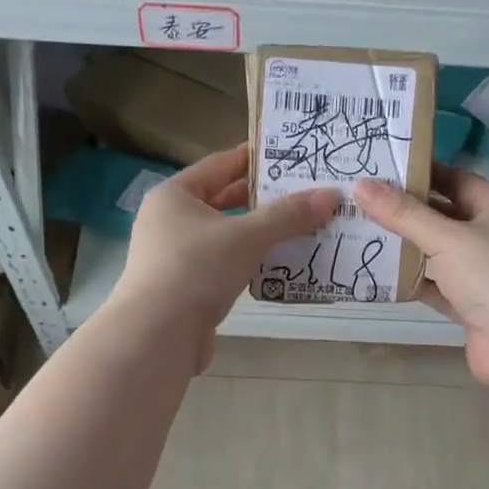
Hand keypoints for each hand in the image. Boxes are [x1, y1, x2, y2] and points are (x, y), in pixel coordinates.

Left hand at [112, 145, 338, 368]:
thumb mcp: (246, 236)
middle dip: (264, 199)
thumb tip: (331, 196)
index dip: (255, 158)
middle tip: (306, 192)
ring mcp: (176, 256)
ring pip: (227, 236)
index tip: (290, 154)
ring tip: (303, 226)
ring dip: (260, 233)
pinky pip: (225, 265)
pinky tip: (280, 264)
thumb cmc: (197, 269)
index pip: (220, 164)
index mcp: (175, 195)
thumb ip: (288, 215)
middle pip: (224, 201)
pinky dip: (250, 262)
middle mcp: (171, 221)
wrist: (158, 335)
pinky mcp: (187, 288)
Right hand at [355, 164, 488, 385]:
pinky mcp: (474, 306)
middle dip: (408, 212)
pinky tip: (381, 277)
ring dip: (408, 248)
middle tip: (362, 202)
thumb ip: (402, 214)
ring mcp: (486, 274)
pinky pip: (439, 287)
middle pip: (445, 217)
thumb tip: (361, 185)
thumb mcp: (446, 238)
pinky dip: (415, 282)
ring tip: (363, 234)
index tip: (381, 170)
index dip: (421, 174)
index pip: (456, 180)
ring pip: (440, 254)